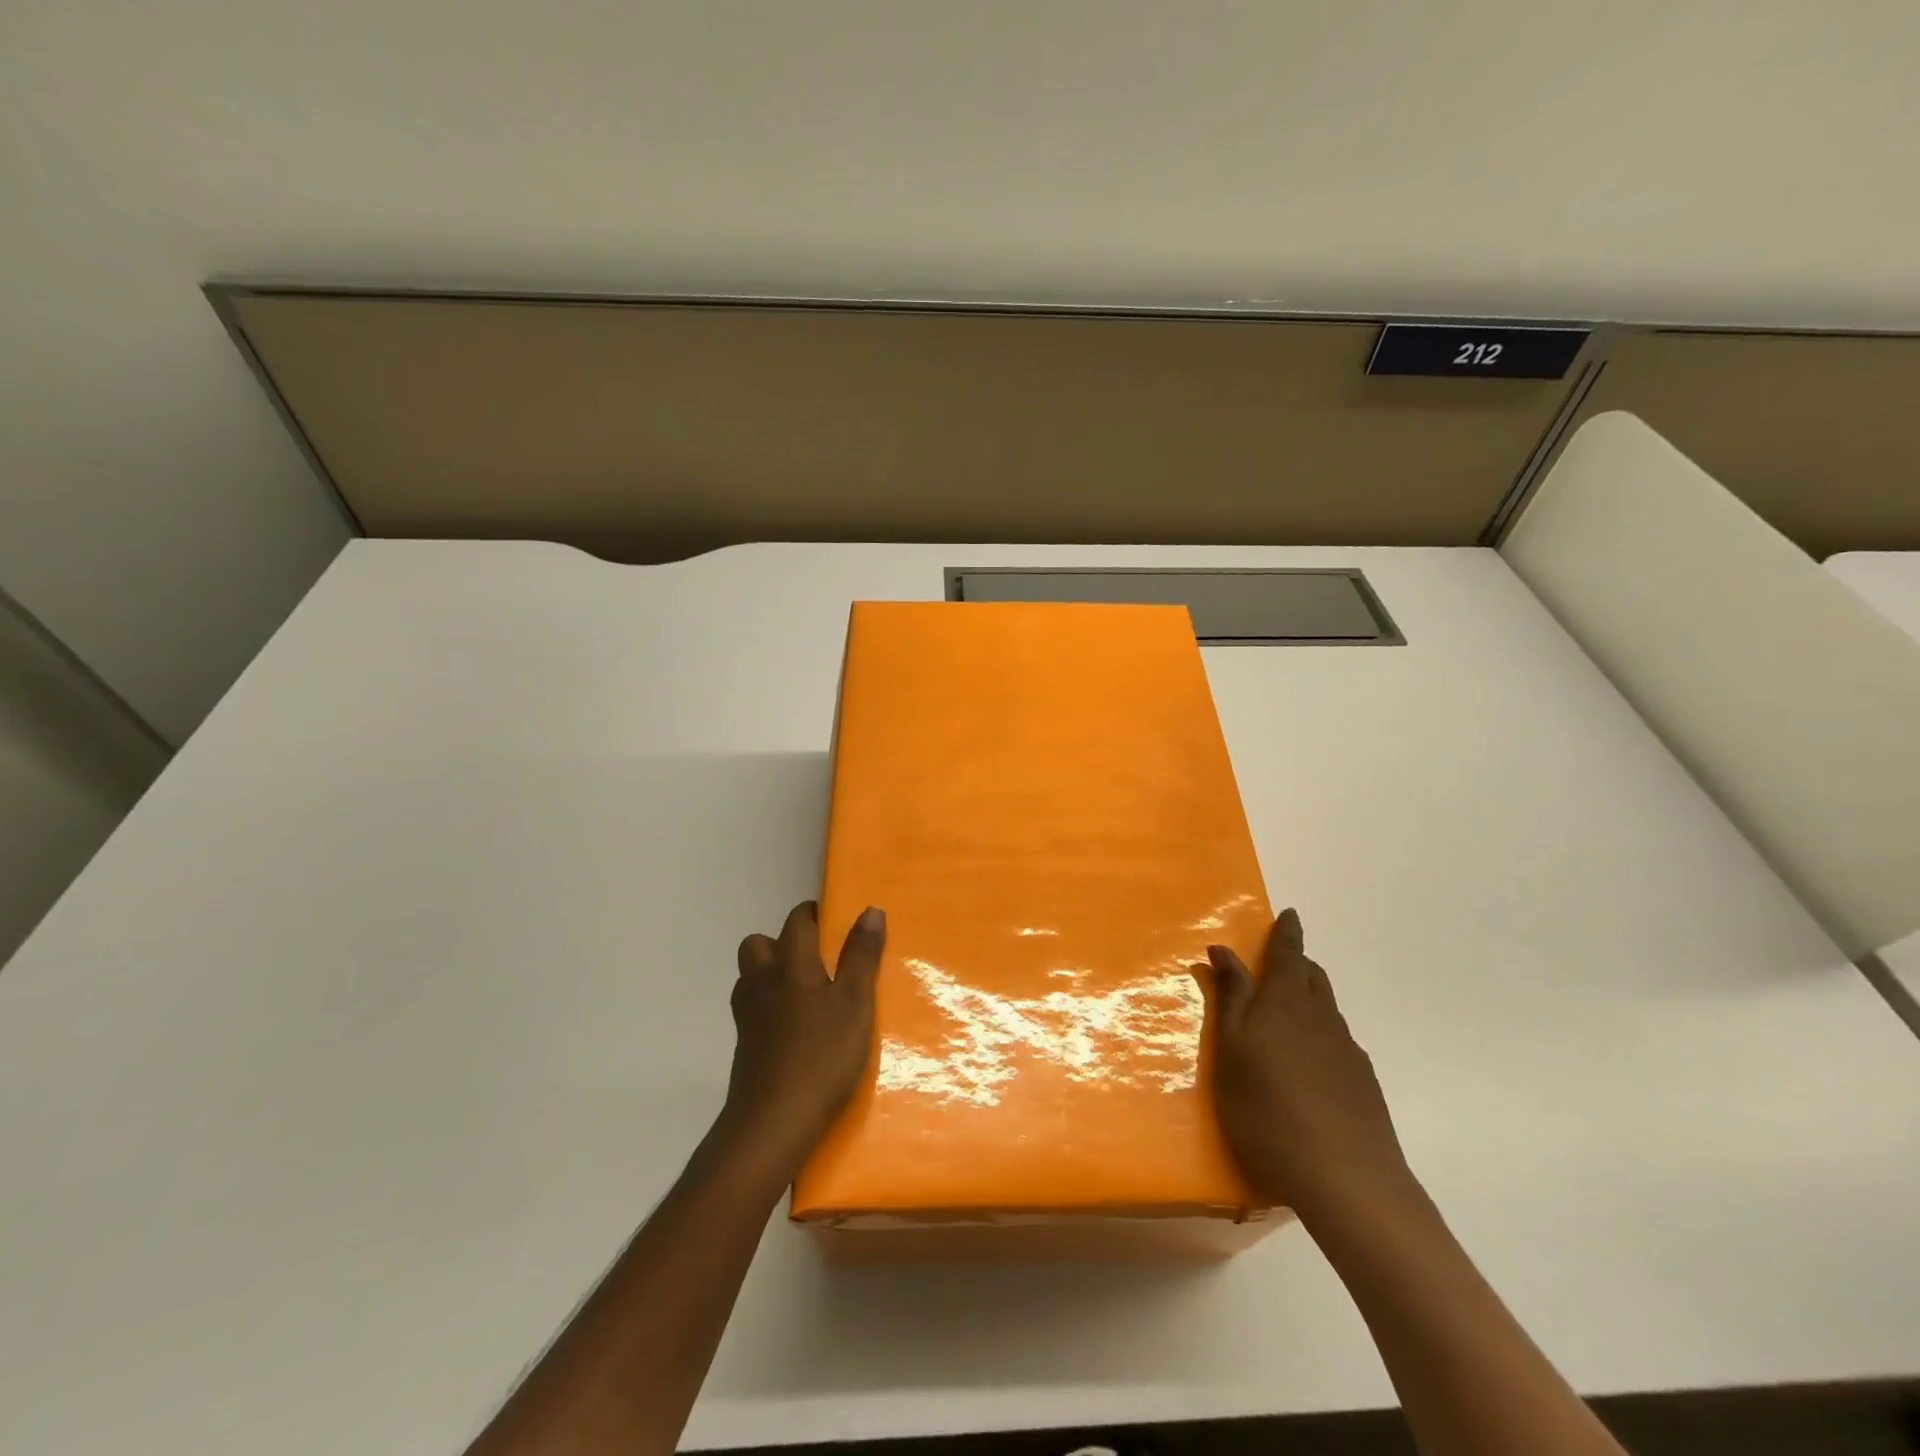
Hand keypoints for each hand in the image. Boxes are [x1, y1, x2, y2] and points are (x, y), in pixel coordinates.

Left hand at [719, 901, 883, 1174]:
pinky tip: (794, 1029)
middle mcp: (762, 982)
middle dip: (782, 942)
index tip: (834, 922)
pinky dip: (769, 1007)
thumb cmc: (822, 1056)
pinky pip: (752, 1009)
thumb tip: (870, 911)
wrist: (772, 1124)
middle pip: (759, 944)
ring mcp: (747, 1016)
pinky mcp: (744, 1047)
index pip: (797, 922)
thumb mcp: (855, 1004)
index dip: (813, 915)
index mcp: (791, 965)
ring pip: (751, 977)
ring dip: (772, 973)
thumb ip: (862, 957)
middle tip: (816, 959)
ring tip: (806, 992)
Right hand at [1203, 909, 1417, 1225]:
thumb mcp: (1231, 1049)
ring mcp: (1347, 1051)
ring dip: (1309, 998)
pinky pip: (1338, 1042)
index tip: (1290, 913)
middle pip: (1312, 977)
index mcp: (1284, 1002)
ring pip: (1327, 1009)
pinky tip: (1311, 1066)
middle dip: (1296, 963)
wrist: (1346, 1178)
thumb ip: (1230, 998)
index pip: (1287, 954)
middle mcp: (1321, 1017)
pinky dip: (1321, 1035)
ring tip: (1289, 1012)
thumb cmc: (1267, 1107)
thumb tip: (1222, 950)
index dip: (1286, 932)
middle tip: (1279, 962)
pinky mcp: (1363, 1084)